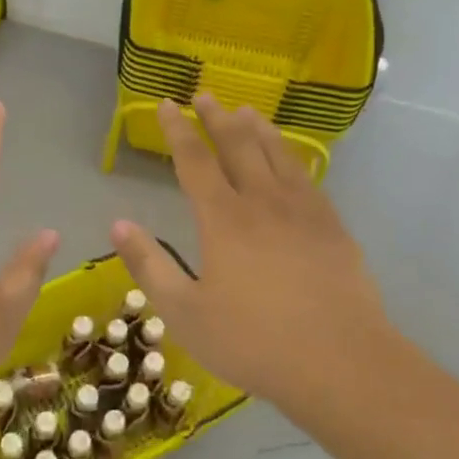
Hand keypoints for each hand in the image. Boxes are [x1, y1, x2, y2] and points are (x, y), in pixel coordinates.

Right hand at [111, 97, 396, 424]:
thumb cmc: (253, 342)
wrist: (340, 363)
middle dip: (218, 118)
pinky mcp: (333, 228)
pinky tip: (292, 159)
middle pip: (238, 146)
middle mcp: (263, 202)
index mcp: (224, 219)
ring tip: (247, 111)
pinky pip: (308, 178)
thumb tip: (118, 224)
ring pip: (278, 155)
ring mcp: (303, 212)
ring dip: (258, 129)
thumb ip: (150, 265)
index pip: (194, 161)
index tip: (168, 104)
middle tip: (206, 94)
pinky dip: (294, 157)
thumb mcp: (185, 313)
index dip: (178, 130)